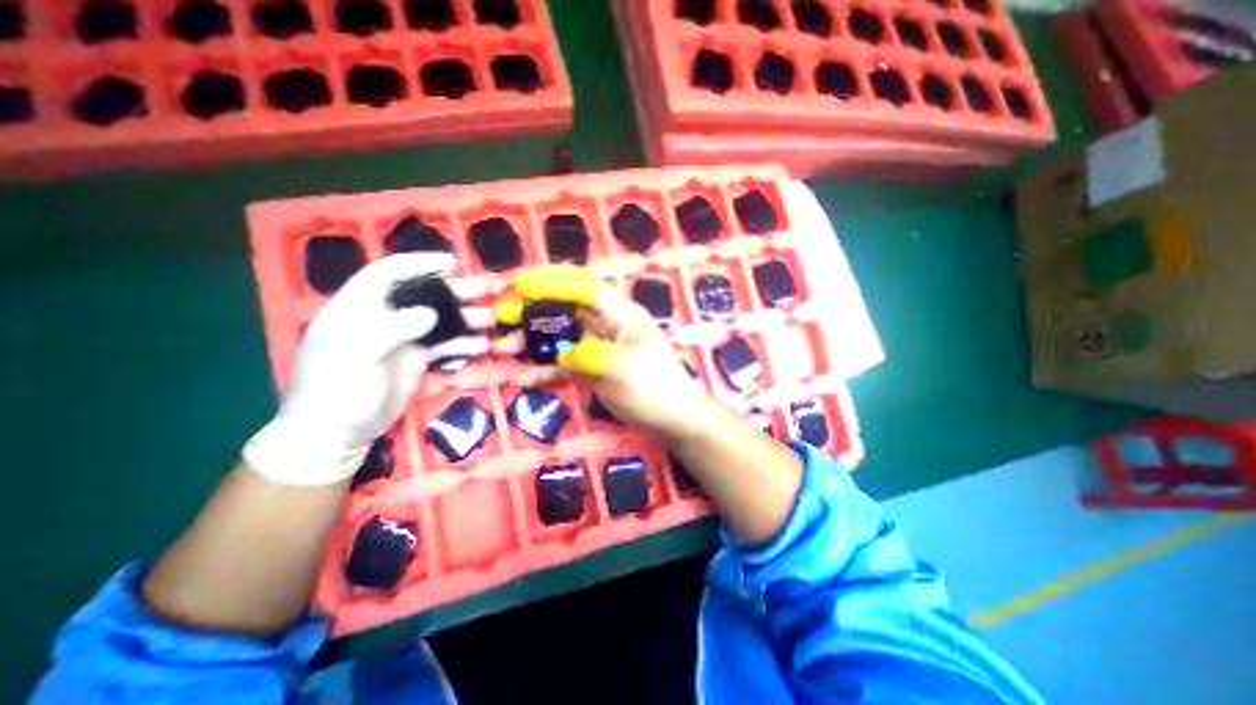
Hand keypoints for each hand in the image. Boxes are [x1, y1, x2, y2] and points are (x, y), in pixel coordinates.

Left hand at [247, 253, 491, 484]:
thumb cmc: (335, 391)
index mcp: (358, 308)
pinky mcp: (417, 359)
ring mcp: (403, 339)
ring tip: (494, 318)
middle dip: (455, 291)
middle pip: (423, 295)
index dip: (418, 264)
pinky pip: (445, 345)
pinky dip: (464, 343)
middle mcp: (384, 318)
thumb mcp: (353, 357)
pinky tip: (483, 346)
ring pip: (439, 320)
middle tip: (487, 290)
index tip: (451, 263)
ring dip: (467, 317)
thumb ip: (390, 329)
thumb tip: (430, 314)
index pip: (387, 274)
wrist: (338, 433)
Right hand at [492, 265, 716, 440]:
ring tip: (503, 347)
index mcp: (622, 315)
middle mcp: (609, 325)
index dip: (554, 282)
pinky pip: (566, 363)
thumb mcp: (622, 369)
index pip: (586, 287)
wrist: (674, 419)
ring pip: (562, 335)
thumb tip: (562, 354)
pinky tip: (524, 377)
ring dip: (533, 340)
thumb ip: (588, 355)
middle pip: (568, 308)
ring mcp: (601, 347)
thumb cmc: (654, 390)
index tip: (520, 286)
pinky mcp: (595, 368)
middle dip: (535, 308)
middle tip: (503, 313)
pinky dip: (546, 368)